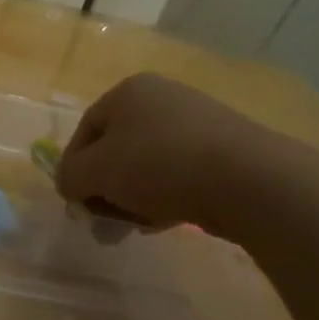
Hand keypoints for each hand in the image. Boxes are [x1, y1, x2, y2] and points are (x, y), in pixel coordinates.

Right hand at [56, 73, 265, 234]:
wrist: (248, 180)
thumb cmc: (159, 164)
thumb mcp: (95, 171)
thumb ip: (70, 176)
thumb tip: (69, 184)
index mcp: (129, 92)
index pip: (86, 130)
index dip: (73, 167)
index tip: (75, 202)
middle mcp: (162, 98)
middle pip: (117, 149)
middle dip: (105, 188)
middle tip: (103, 221)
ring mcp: (198, 123)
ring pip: (148, 165)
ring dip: (133, 198)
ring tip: (135, 228)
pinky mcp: (226, 151)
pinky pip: (180, 175)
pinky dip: (166, 197)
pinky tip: (167, 220)